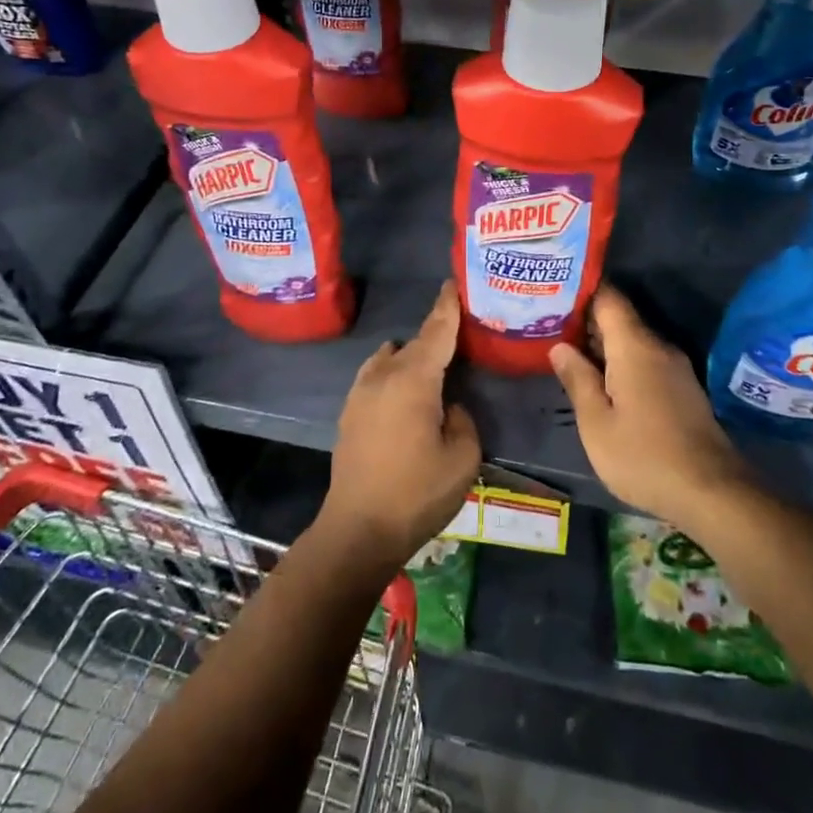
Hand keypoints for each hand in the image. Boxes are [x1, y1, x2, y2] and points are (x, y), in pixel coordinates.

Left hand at [320, 282, 481, 571]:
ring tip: (432, 370)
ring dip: (410, 357)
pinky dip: (394, 376)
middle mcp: (383, 375)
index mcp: (414, 379)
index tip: (453, 282)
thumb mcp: (463, 457)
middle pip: (414, 343)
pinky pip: (376, 378)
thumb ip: (462, 419)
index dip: (447, 305)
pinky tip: (406, 397)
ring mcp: (360, 393)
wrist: (358, 530)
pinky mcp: (349, 413)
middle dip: (435, 335)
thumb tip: (448, 407)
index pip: (436, 330)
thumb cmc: (417, 492)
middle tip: (459, 338)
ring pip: (390, 359)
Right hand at [550, 285, 751, 535]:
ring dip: (601, 343)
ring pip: (631, 341)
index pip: (608, 298)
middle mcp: (658, 347)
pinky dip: (619, 361)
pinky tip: (599, 378)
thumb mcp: (597, 423)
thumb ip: (577, 379)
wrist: (712, 492)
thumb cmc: (644, 456)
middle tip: (547, 322)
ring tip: (565, 348)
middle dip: (585, 319)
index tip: (553, 291)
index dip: (581, 290)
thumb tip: (559, 346)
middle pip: (619, 318)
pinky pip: (644, 360)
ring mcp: (674, 367)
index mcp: (634, 347)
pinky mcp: (682, 388)